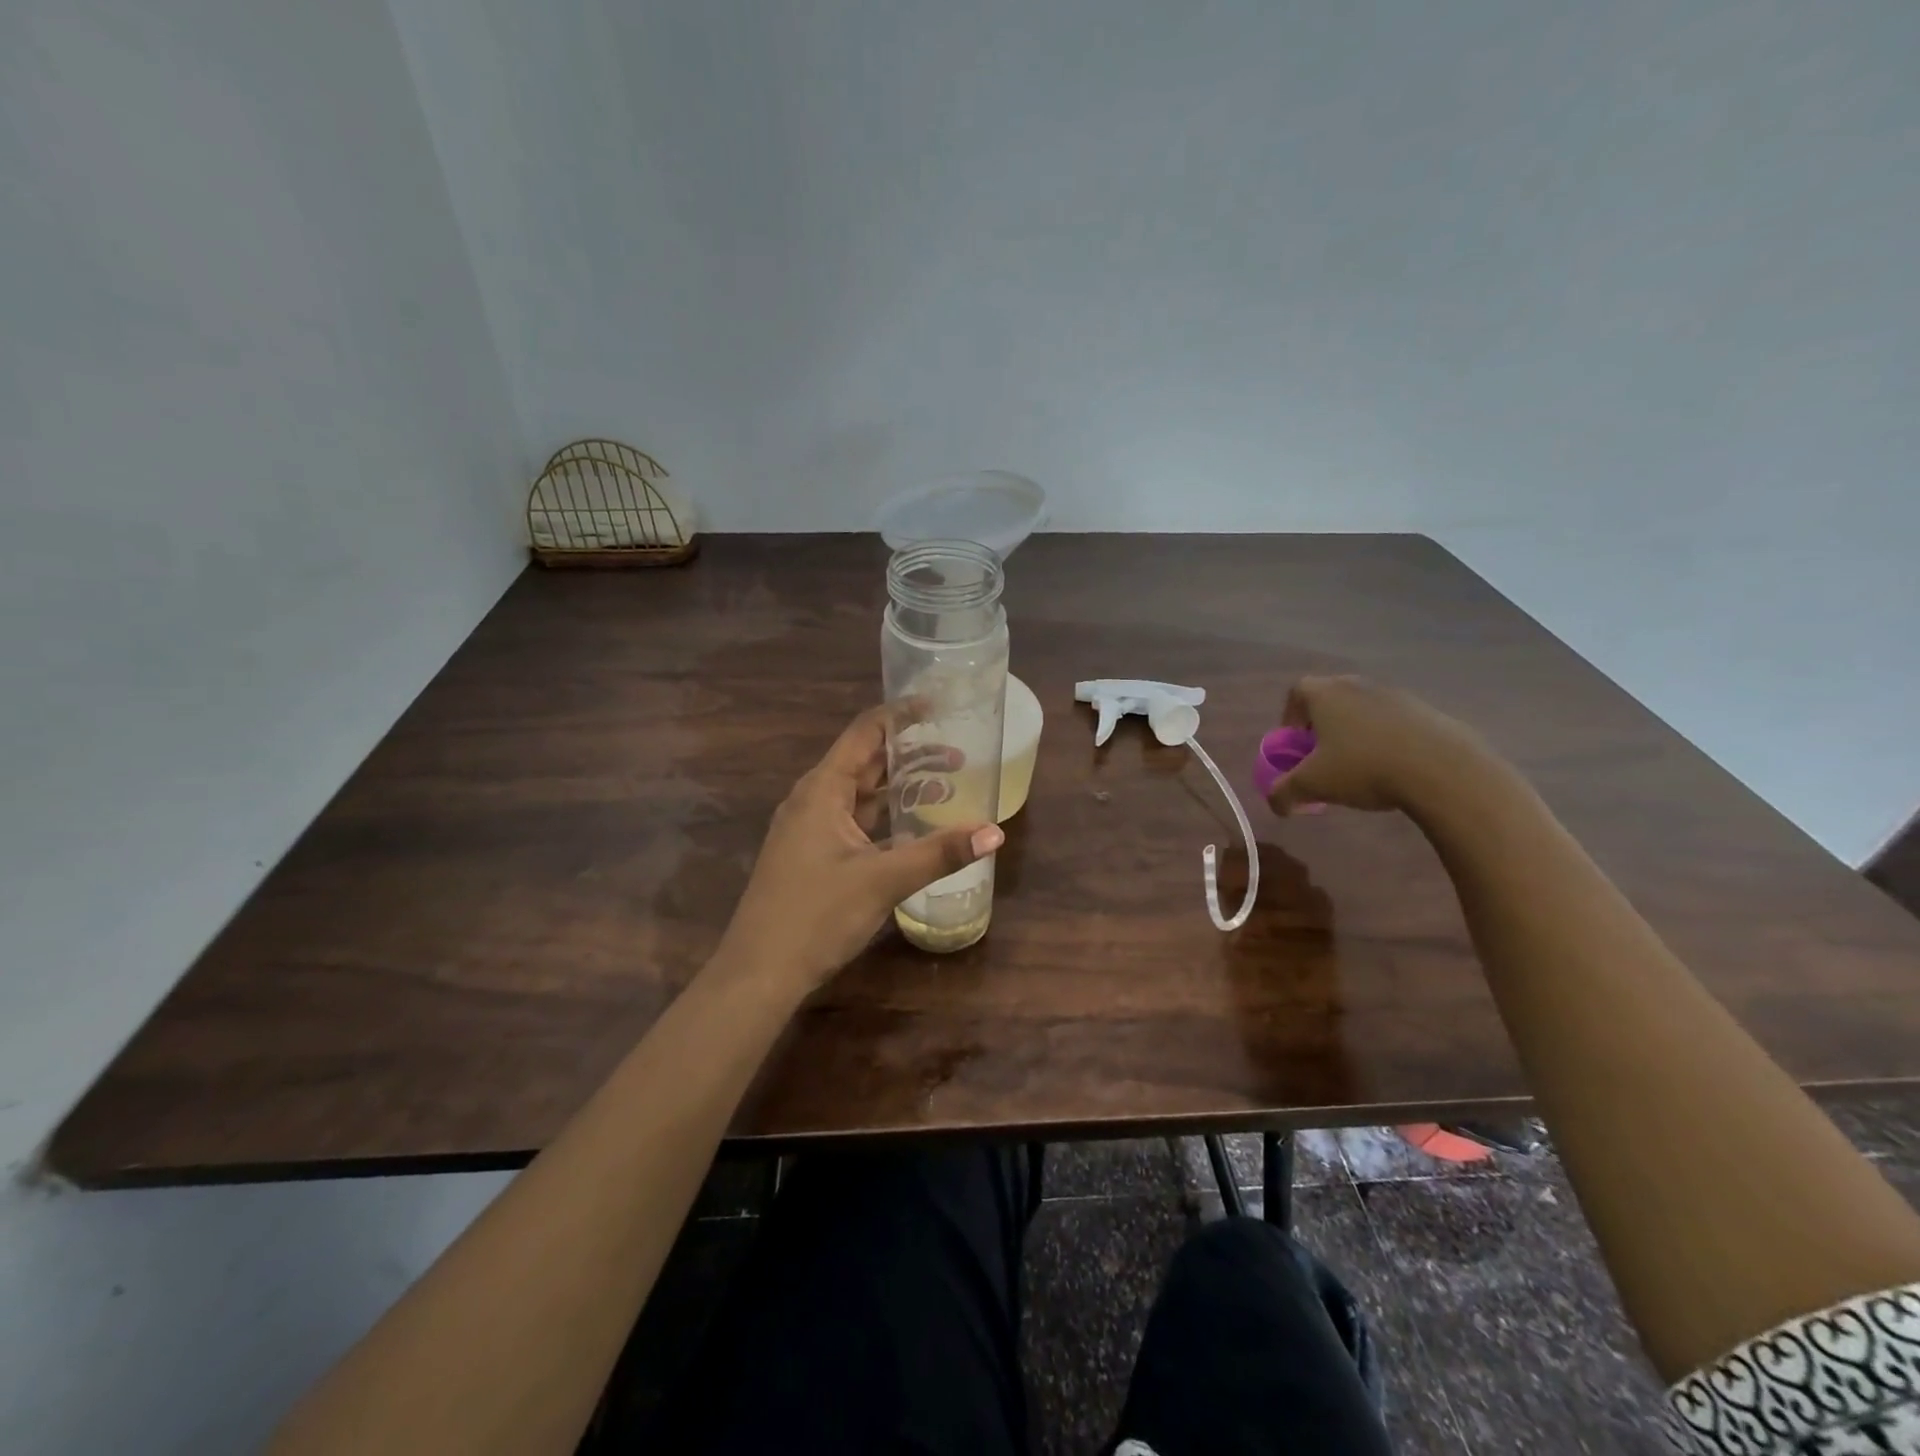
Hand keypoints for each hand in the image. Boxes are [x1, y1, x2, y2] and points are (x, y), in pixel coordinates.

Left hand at [716, 706, 1004, 992]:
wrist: (759, 973)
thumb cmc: (816, 915)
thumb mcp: (883, 880)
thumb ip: (940, 853)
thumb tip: (995, 832)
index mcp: (822, 789)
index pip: (865, 732)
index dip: (901, 715)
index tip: (938, 706)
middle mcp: (813, 799)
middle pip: (865, 762)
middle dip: (910, 754)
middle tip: (958, 751)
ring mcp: (809, 828)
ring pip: (861, 794)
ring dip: (899, 787)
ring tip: (946, 784)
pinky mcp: (812, 854)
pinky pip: (854, 821)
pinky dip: (885, 817)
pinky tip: (913, 827)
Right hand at [1266, 675, 1497, 816]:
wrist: (1443, 770)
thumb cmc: (1364, 768)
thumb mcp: (1313, 785)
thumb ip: (1284, 793)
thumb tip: (1276, 804)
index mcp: (1326, 693)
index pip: (1297, 692)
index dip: (1290, 717)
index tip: (1296, 745)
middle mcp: (1358, 685)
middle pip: (1330, 699)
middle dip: (1322, 726)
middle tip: (1323, 757)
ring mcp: (1396, 695)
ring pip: (1363, 710)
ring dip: (1355, 733)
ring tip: (1360, 767)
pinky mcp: (1427, 711)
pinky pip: (1394, 722)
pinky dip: (1386, 740)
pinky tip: (1393, 769)